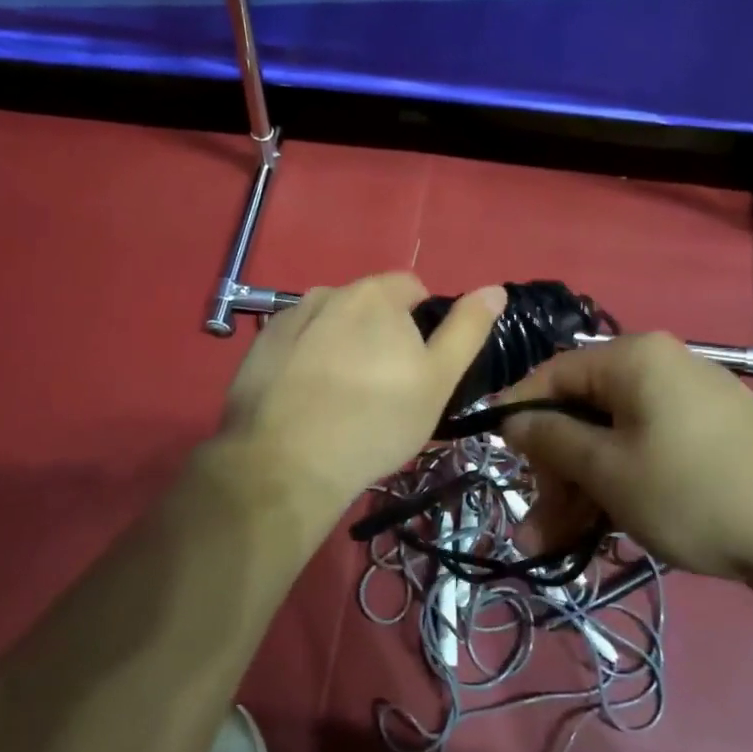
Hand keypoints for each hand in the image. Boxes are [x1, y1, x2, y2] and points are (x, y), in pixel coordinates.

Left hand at [214, 272, 506, 536]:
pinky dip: (305, 361)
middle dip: (379, 334)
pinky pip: (295, 344)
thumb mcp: (438, 380)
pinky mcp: (258, 348)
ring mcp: (286, 319)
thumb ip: (467, 329)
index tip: (417, 366)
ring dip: (340, 345)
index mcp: (374, 294)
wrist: (287, 463)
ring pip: (329, 324)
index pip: (410, 288)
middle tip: (382, 387)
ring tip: (341, 397)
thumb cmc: (377, 421)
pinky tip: (305, 400)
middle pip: (367, 306)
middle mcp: (327, 292)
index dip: (421, 323)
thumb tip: (495, 289)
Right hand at [500, 334, 752, 581]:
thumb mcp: (609, 470)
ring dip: (582, 492)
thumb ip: (551, 439)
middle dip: (554, 473)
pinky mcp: (712, 439)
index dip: (518, 416)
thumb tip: (511, 419)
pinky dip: (621, 489)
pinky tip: (606, 535)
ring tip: (559, 548)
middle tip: (536, 529)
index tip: (496, 460)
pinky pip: (647, 454)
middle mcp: (660, 369)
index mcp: (632, 358)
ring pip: (613, 441)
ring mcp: (690, 404)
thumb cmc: (696, 492)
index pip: (553, 374)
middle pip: (583, 413)